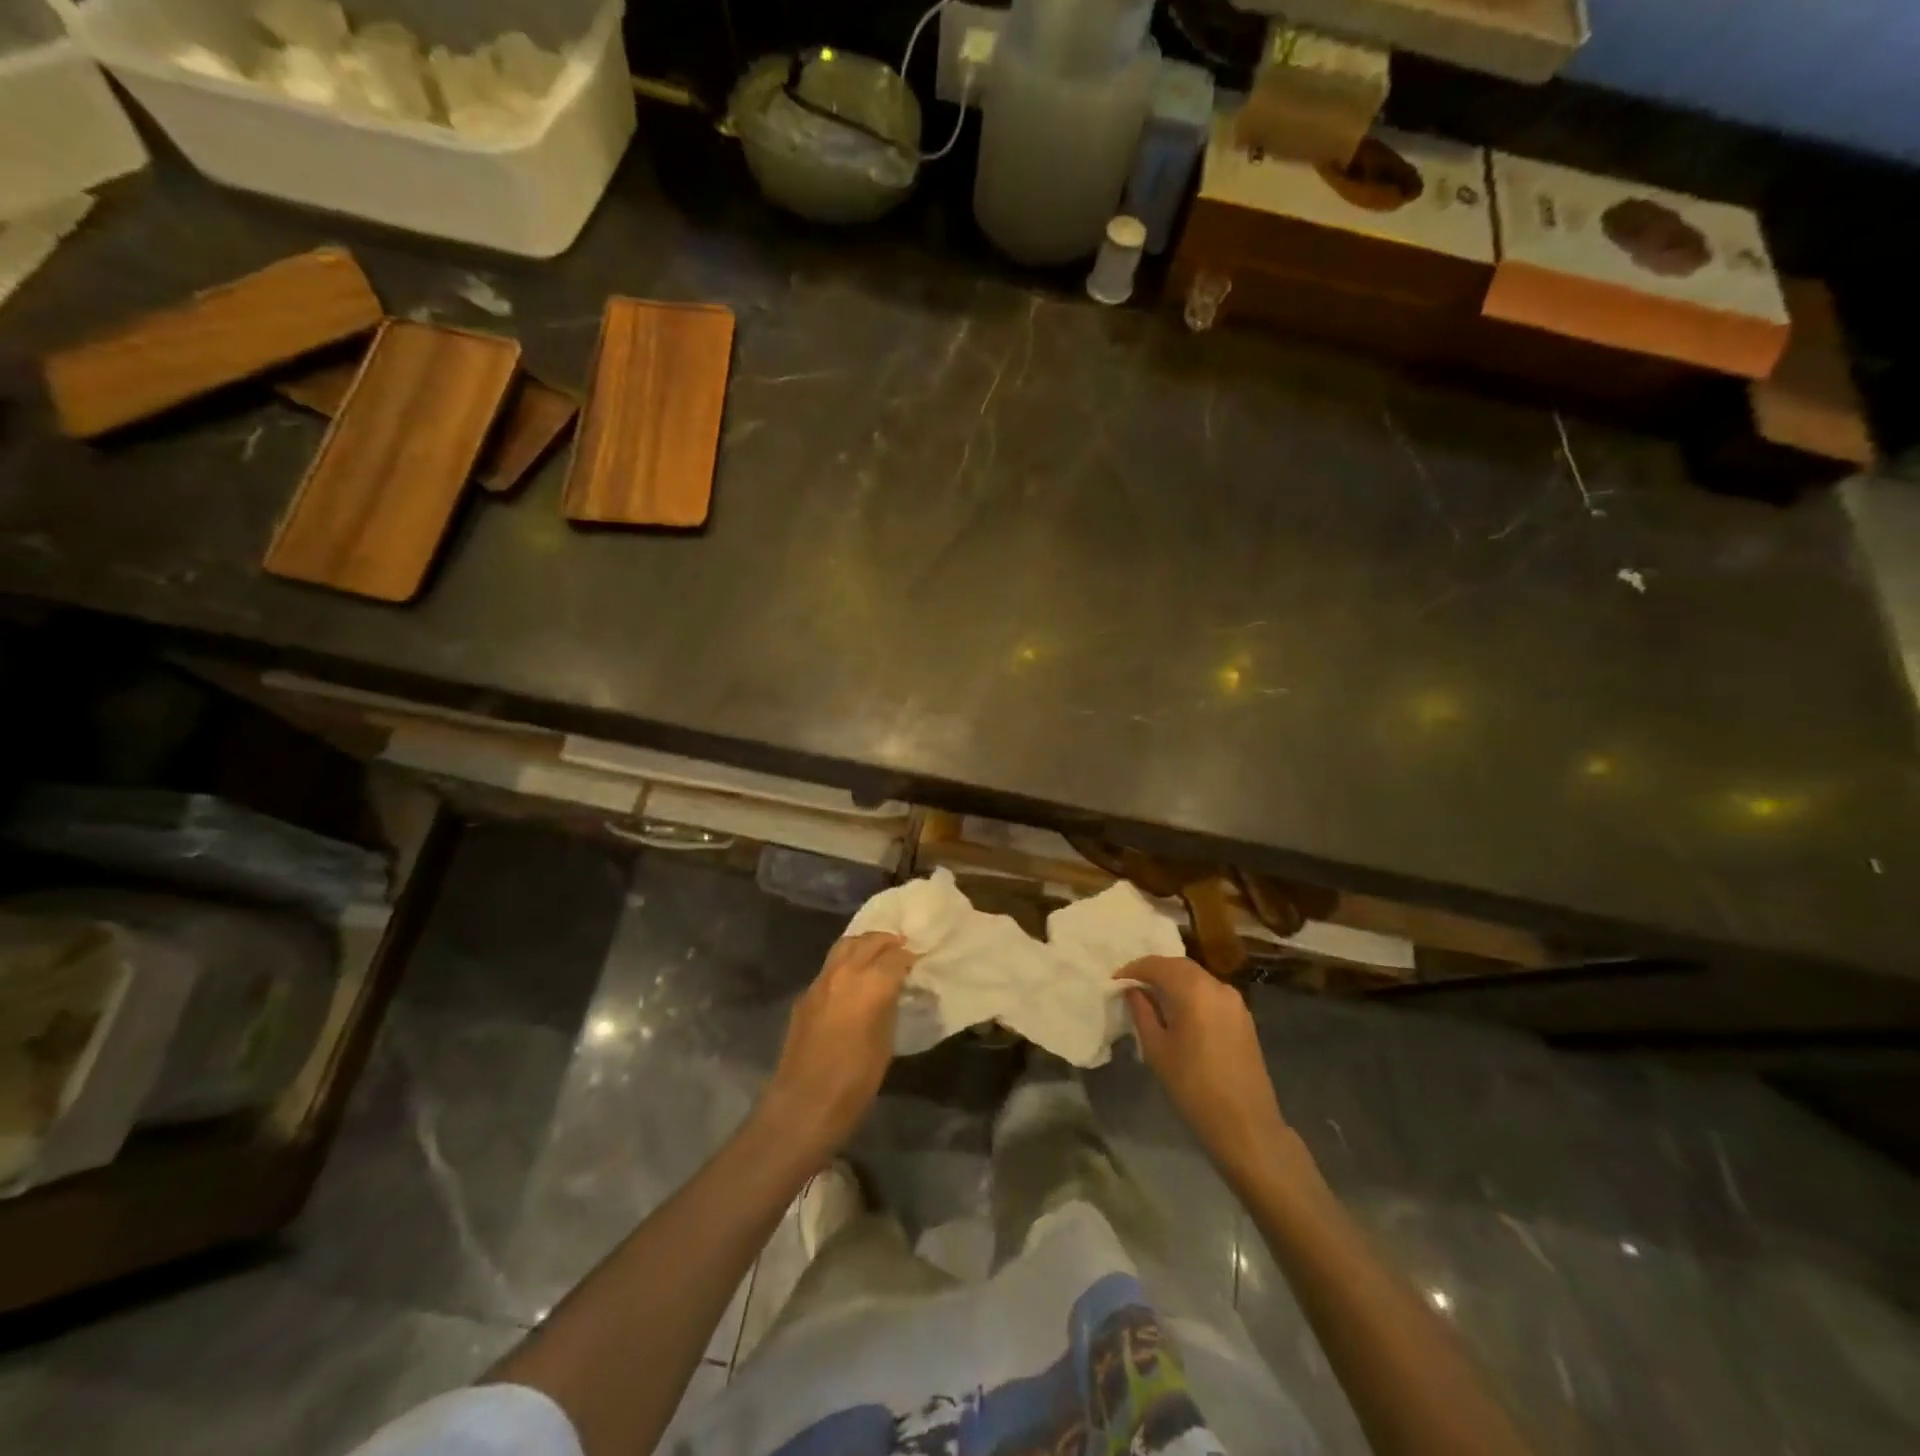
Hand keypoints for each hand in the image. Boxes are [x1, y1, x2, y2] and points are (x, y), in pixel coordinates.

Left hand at [758, 932, 915, 1162]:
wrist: (804, 1104)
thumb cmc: (855, 1081)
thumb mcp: (886, 1042)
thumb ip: (890, 1005)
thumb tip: (893, 990)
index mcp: (870, 984)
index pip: (896, 956)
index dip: (910, 956)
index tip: (919, 960)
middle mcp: (844, 972)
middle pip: (868, 941)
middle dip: (888, 941)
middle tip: (902, 949)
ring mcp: (820, 981)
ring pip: (845, 946)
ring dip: (864, 945)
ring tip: (878, 955)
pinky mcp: (805, 995)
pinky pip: (830, 966)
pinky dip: (846, 962)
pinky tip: (853, 980)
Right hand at [1119, 956, 1294, 1183]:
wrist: (1246, 1125)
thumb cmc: (1193, 1087)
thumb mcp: (1156, 1049)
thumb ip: (1142, 1012)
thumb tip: (1133, 990)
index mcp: (1194, 990)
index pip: (1158, 964)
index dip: (1134, 969)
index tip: (1115, 981)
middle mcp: (1217, 986)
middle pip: (1180, 966)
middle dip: (1154, 970)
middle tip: (1132, 985)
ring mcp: (1234, 1001)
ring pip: (1197, 977)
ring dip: (1174, 980)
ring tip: (1152, 997)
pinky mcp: (1244, 1017)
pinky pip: (1211, 992)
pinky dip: (1191, 992)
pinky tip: (1179, 1011)